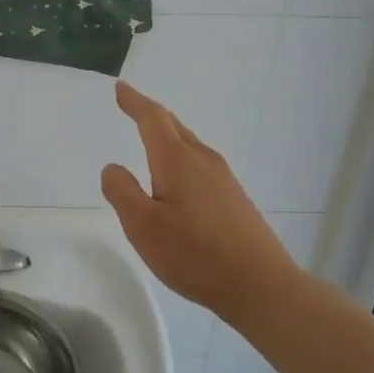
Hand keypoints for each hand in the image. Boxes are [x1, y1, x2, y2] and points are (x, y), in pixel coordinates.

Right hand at [101, 82, 301, 326]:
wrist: (260, 285)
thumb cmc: (194, 255)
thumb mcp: (143, 226)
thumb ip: (122, 192)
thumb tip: (113, 166)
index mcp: (178, 161)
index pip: (153, 120)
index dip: (135, 102)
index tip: (120, 87)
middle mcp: (203, 161)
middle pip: (175, 128)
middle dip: (151, 115)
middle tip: (133, 106)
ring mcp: (224, 179)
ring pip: (190, 146)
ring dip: (168, 136)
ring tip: (152, 138)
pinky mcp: (235, 199)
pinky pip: (201, 165)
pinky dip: (182, 158)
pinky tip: (179, 179)